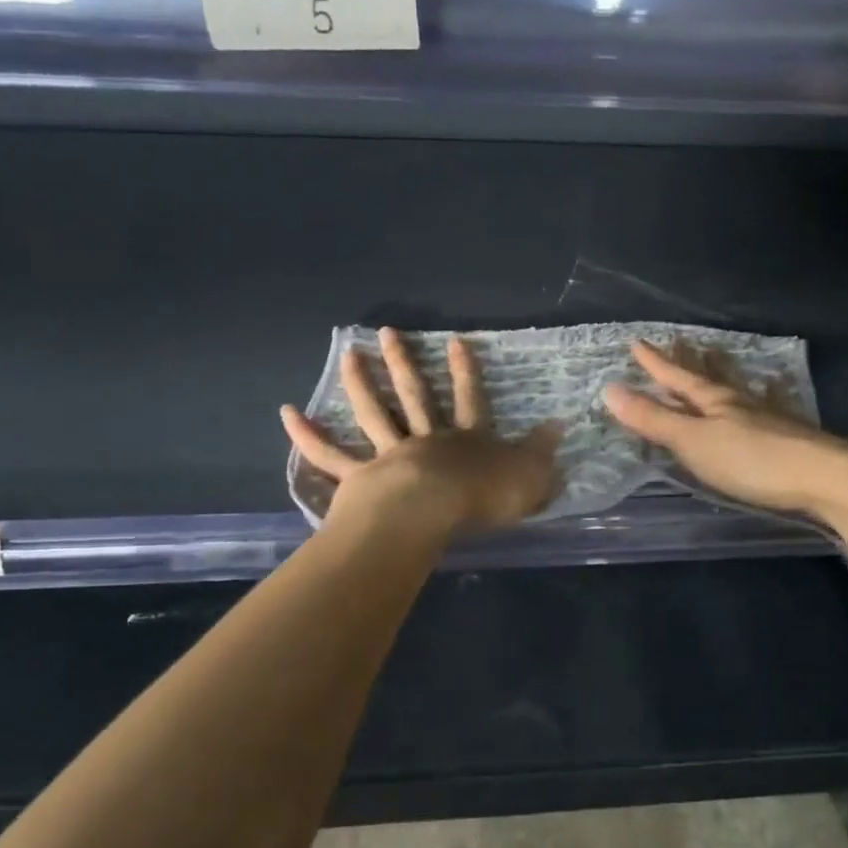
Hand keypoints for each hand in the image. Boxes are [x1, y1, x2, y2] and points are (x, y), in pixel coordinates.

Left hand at [281, 328, 558, 535]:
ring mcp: (390, 455)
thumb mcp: (528, 478)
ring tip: (346, 354)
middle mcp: (426, 439)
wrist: (430, 515)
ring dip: (359, 382)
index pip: (470, 399)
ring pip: (373, 413)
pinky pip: (331, 457)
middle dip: (403, 362)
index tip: (456, 340)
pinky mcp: (360, 478)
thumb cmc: (481, 499)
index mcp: (465, 440)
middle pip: (414, 395)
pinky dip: (308, 437)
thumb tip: (559, 426)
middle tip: (386, 331)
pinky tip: (287, 414)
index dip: (465, 371)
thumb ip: (541, 454)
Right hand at [602, 340, 847, 520]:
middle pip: (707, 377)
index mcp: (714, 401)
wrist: (826, 478)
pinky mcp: (787, 439)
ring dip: (719, 377)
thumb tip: (609, 389)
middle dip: (688, 362)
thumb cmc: (751, 459)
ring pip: (734, 392)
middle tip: (678, 342)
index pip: (677, 377)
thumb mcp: (693, 441)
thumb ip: (654, 419)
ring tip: (714, 364)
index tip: (637, 342)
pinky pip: (759, 410)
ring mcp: (767, 419)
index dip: (655, 363)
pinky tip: (763, 404)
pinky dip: (750, 401)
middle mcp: (739, 403)